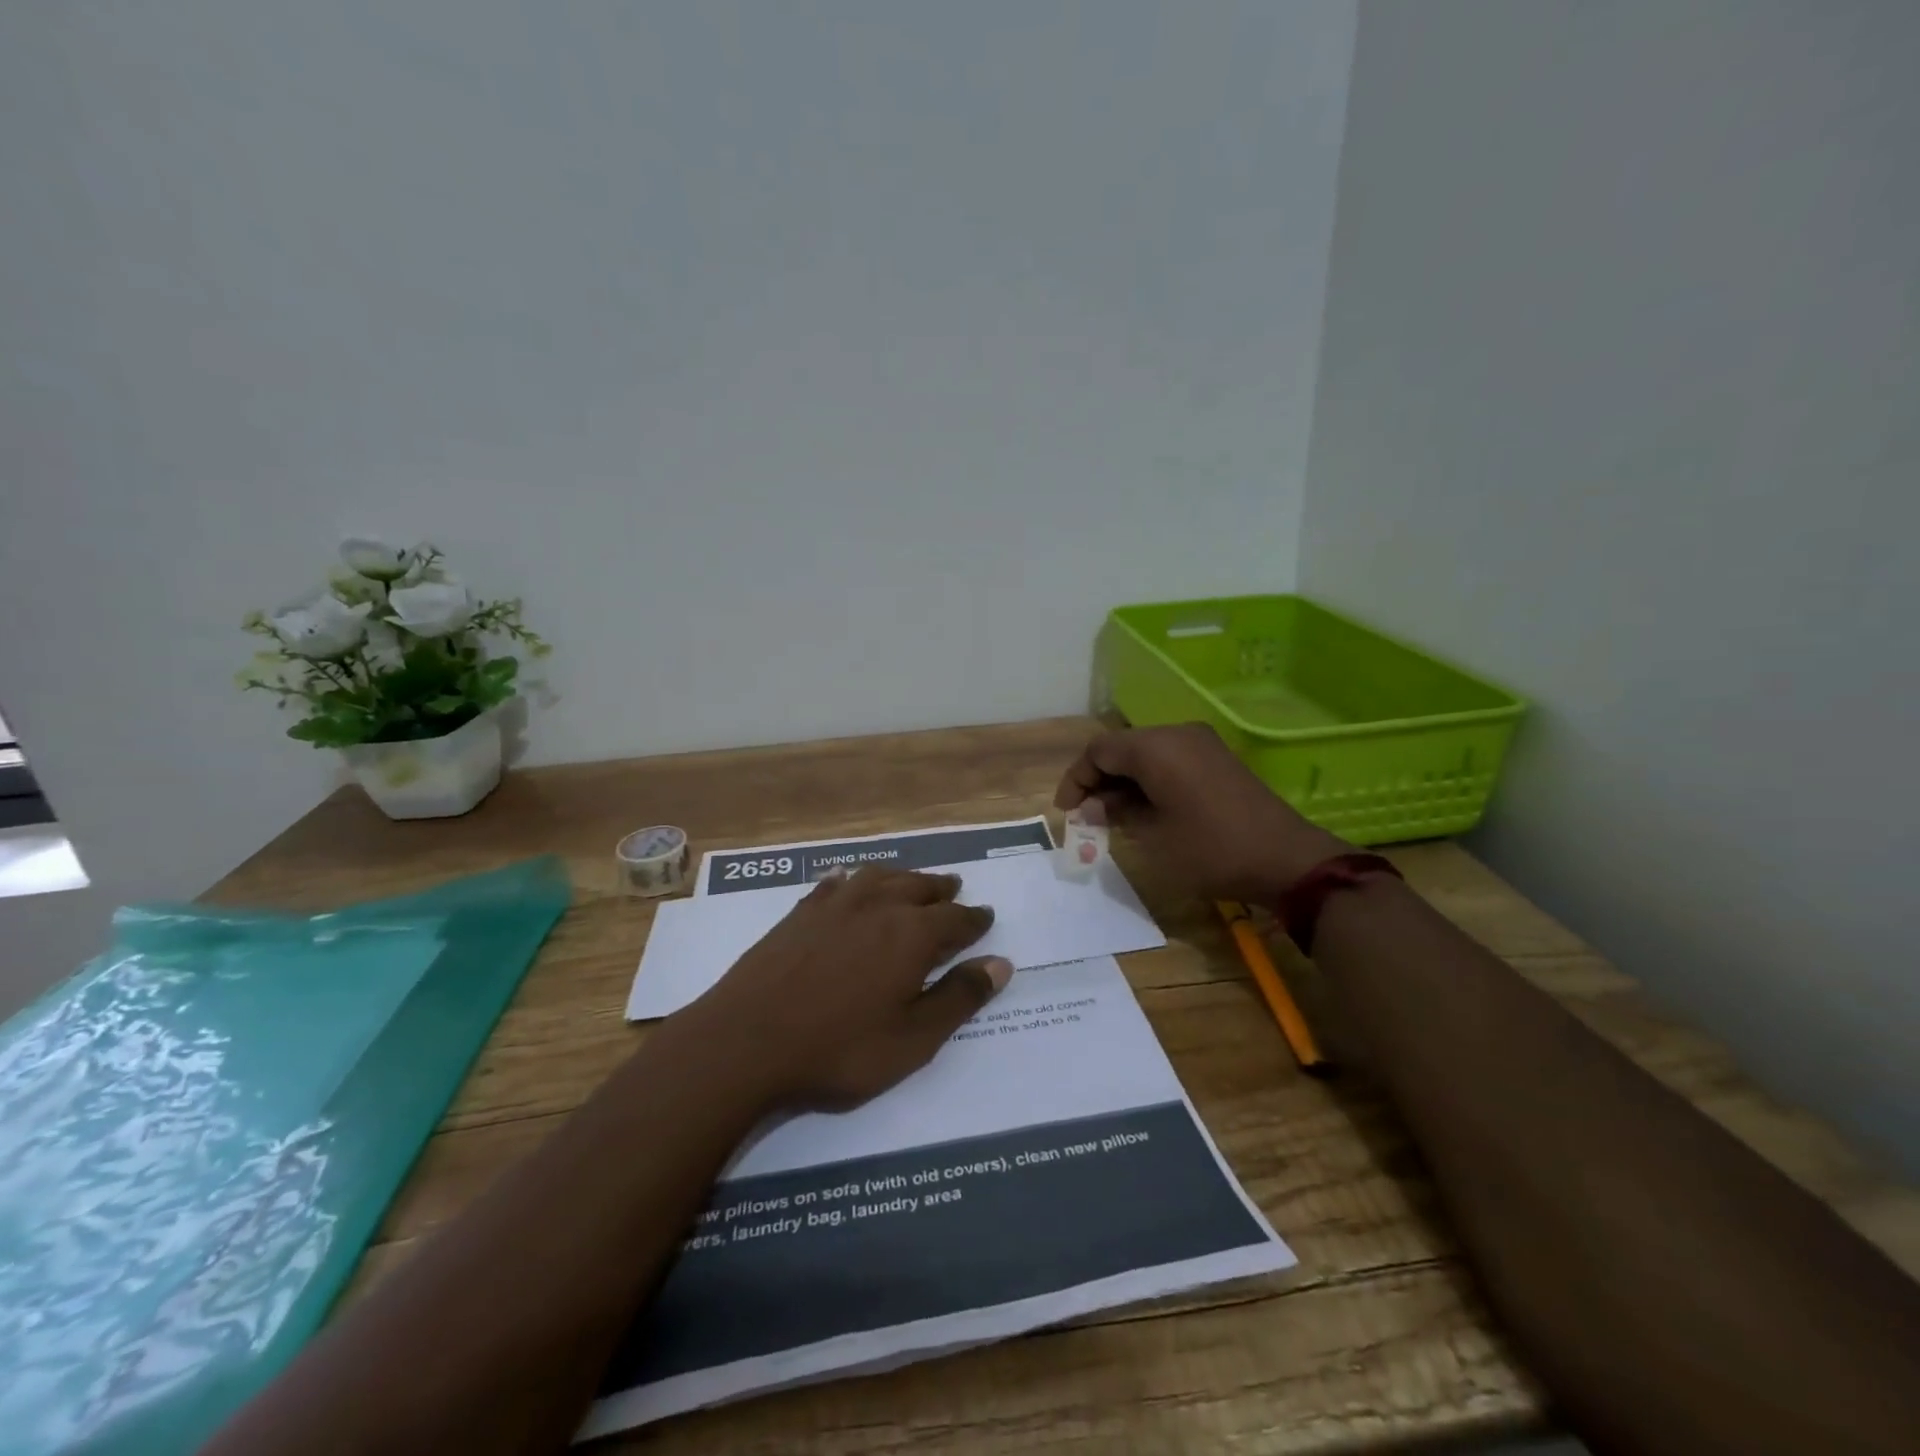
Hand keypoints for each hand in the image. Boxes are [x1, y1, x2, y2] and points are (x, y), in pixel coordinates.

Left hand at [680, 867, 1009, 1112]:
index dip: (975, 920)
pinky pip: (834, 884)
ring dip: (903, 878)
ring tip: (913, 882)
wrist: (745, 1042)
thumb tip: (1001, 963)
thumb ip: (958, 998)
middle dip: (942, 890)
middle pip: (919, 888)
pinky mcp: (799, 913)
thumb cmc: (838, 1049)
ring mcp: (834, 905)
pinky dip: (851, 879)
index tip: (987, 917)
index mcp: (911, 935)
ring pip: (879, 877)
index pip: (956, 919)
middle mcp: (877, 906)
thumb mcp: (912, 1039)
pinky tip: (848, 880)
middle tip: (955, 890)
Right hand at [1054, 723, 1350, 904]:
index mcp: (1155, 747)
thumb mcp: (1153, 838)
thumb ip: (1117, 813)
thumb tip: (1094, 805)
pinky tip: (1147, 810)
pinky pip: (1170, 759)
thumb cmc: (1210, 850)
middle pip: (1121, 748)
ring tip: (1115, 817)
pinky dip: (1149, 780)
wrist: (1285, 859)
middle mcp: (1176, 734)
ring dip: (1124, 781)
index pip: (1099, 751)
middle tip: (1089, 817)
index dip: (1076, 779)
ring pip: (1145, 754)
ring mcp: (1201, 744)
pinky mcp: (1217, 758)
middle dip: (1099, 780)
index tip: (1067, 811)